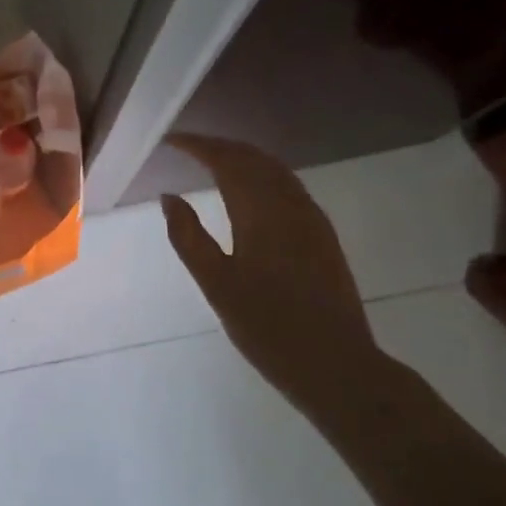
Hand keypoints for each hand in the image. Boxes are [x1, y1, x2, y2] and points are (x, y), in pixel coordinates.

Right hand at [161, 133, 386, 417]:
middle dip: (220, 146)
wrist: (337, 365)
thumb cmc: (268, 328)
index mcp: (261, 213)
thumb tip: (168, 197)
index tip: (171, 140)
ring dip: (243, 158)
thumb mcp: (216, 285)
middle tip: (188, 146)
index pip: (227, 161)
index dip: (198, 145)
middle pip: (254, 158)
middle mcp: (290, 205)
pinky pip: (289, 187)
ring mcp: (312, 219)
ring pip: (275, 170)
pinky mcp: (323, 236)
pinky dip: (263, 175)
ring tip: (214, 160)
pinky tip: (251, 190)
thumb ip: (188, 237)